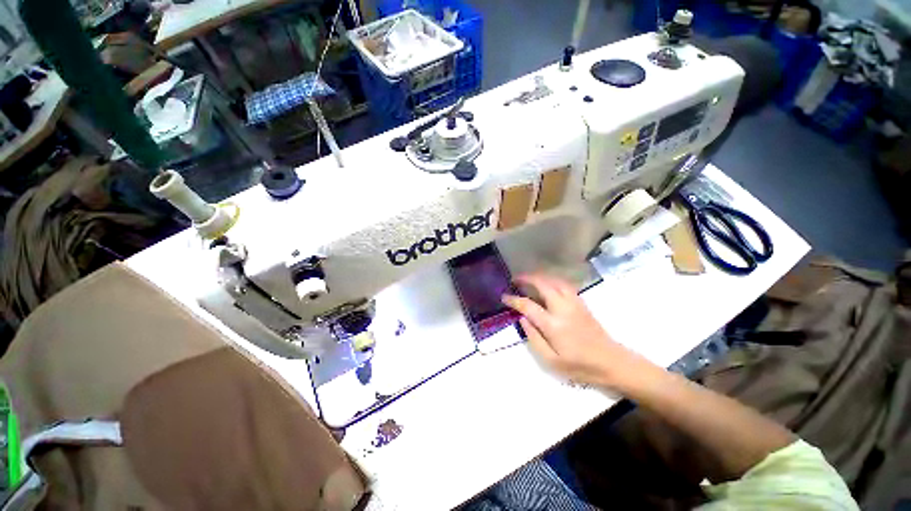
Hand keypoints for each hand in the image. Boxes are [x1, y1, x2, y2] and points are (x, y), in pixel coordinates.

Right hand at [502, 273, 657, 390]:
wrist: (611, 363)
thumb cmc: (580, 366)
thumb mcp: (552, 361)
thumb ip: (534, 338)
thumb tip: (522, 319)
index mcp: (553, 325)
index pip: (528, 306)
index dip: (514, 299)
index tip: (504, 296)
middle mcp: (563, 309)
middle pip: (543, 284)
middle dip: (527, 278)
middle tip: (515, 279)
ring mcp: (574, 303)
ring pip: (555, 281)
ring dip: (540, 277)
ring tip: (529, 279)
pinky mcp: (582, 303)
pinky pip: (564, 285)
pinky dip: (552, 280)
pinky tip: (547, 284)